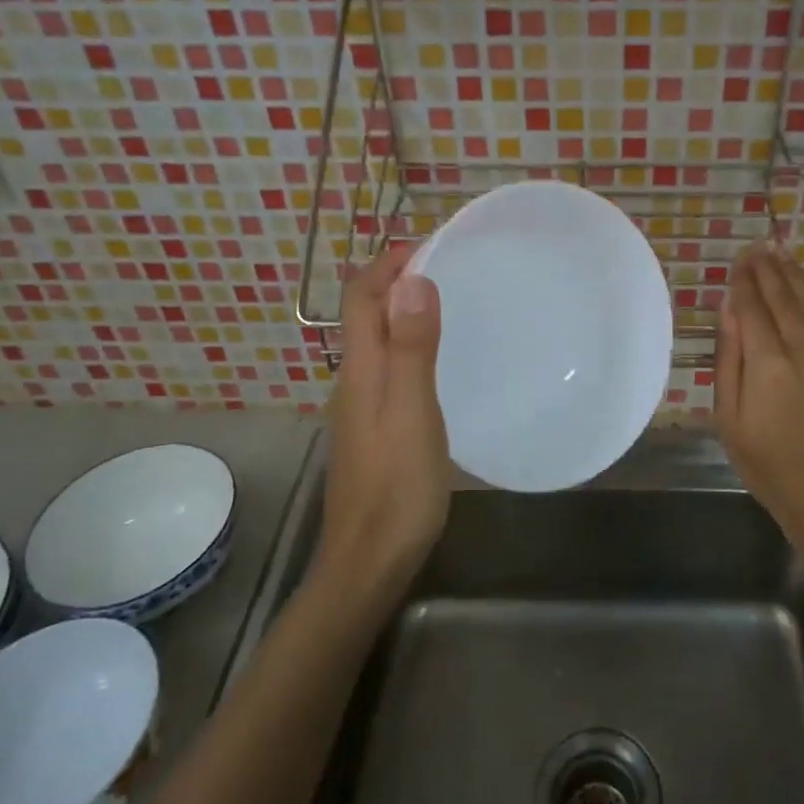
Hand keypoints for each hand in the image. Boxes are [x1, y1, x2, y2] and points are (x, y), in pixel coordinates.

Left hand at [320, 243, 451, 594]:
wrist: (369, 561)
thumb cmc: (397, 487)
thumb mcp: (412, 412)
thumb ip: (411, 348)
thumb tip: (411, 279)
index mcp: (361, 369)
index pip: (361, 295)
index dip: (389, 261)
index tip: (432, 242)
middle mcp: (354, 379)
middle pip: (365, 312)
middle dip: (398, 278)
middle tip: (450, 265)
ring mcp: (361, 406)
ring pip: (377, 339)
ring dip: (404, 309)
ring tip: (450, 300)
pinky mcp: (374, 428)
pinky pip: (388, 366)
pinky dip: (409, 342)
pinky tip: (440, 359)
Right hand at [715, 246, 803, 539]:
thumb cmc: (768, 465)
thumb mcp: (730, 419)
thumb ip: (729, 360)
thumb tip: (728, 311)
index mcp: (768, 366)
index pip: (752, 309)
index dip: (743, 282)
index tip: (737, 261)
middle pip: (784, 299)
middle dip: (767, 270)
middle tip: (755, 248)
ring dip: (796, 274)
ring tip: (781, 253)